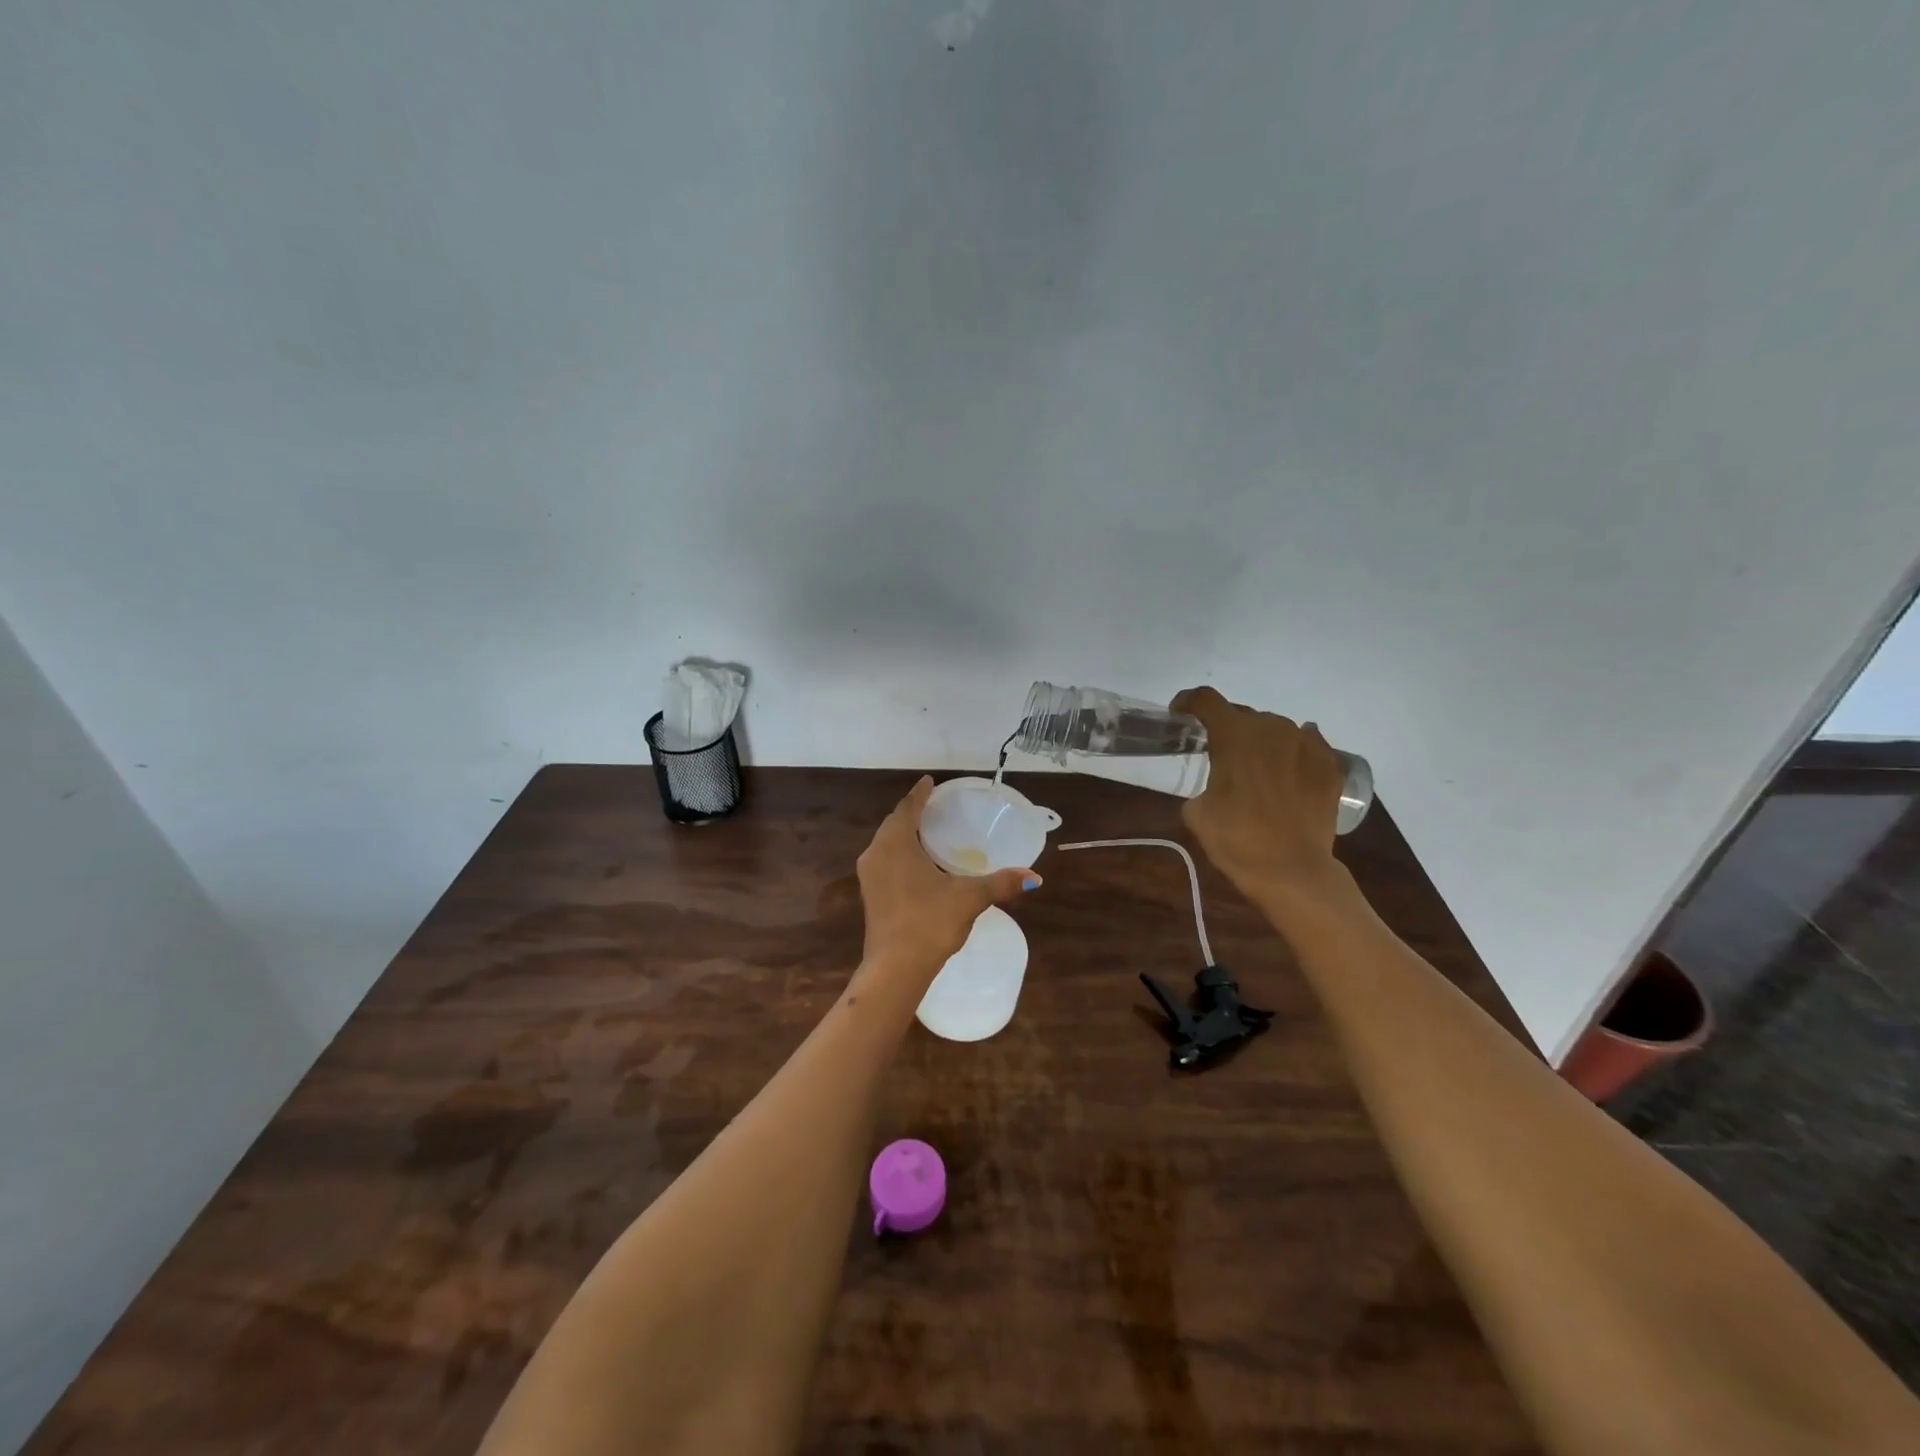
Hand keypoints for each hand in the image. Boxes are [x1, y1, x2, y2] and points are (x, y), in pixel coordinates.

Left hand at [857, 777, 1040, 973]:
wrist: (895, 968)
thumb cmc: (930, 922)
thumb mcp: (969, 898)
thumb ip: (1000, 883)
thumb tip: (1034, 877)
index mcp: (896, 844)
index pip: (908, 808)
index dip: (920, 793)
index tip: (930, 781)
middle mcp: (876, 853)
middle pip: (894, 823)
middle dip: (912, 812)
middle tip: (934, 804)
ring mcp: (869, 875)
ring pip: (887, 843)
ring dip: (904, 833)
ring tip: (927, 830)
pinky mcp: (870, 894)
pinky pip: (884, 860)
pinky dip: (899, 852)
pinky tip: (916, 862)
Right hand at [1171, 686, 1345, 904]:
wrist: (1292, 871)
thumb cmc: (1236, 840)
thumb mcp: (1197, 812)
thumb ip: (1205, 782)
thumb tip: (1219, 783)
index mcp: (1233, 735)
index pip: (1205, 699)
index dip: (1188, 702)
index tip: (1181, 714)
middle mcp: (1271, 728)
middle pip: (1242, 714)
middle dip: (1228, 729)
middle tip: (1221, 755)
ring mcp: (1305, 743)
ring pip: (1276, 729)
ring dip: (1261, 742)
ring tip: (1257, 769)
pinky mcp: (1329, 764)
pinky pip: (1306, 745)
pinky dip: (1292, 754)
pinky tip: (1287, 774)